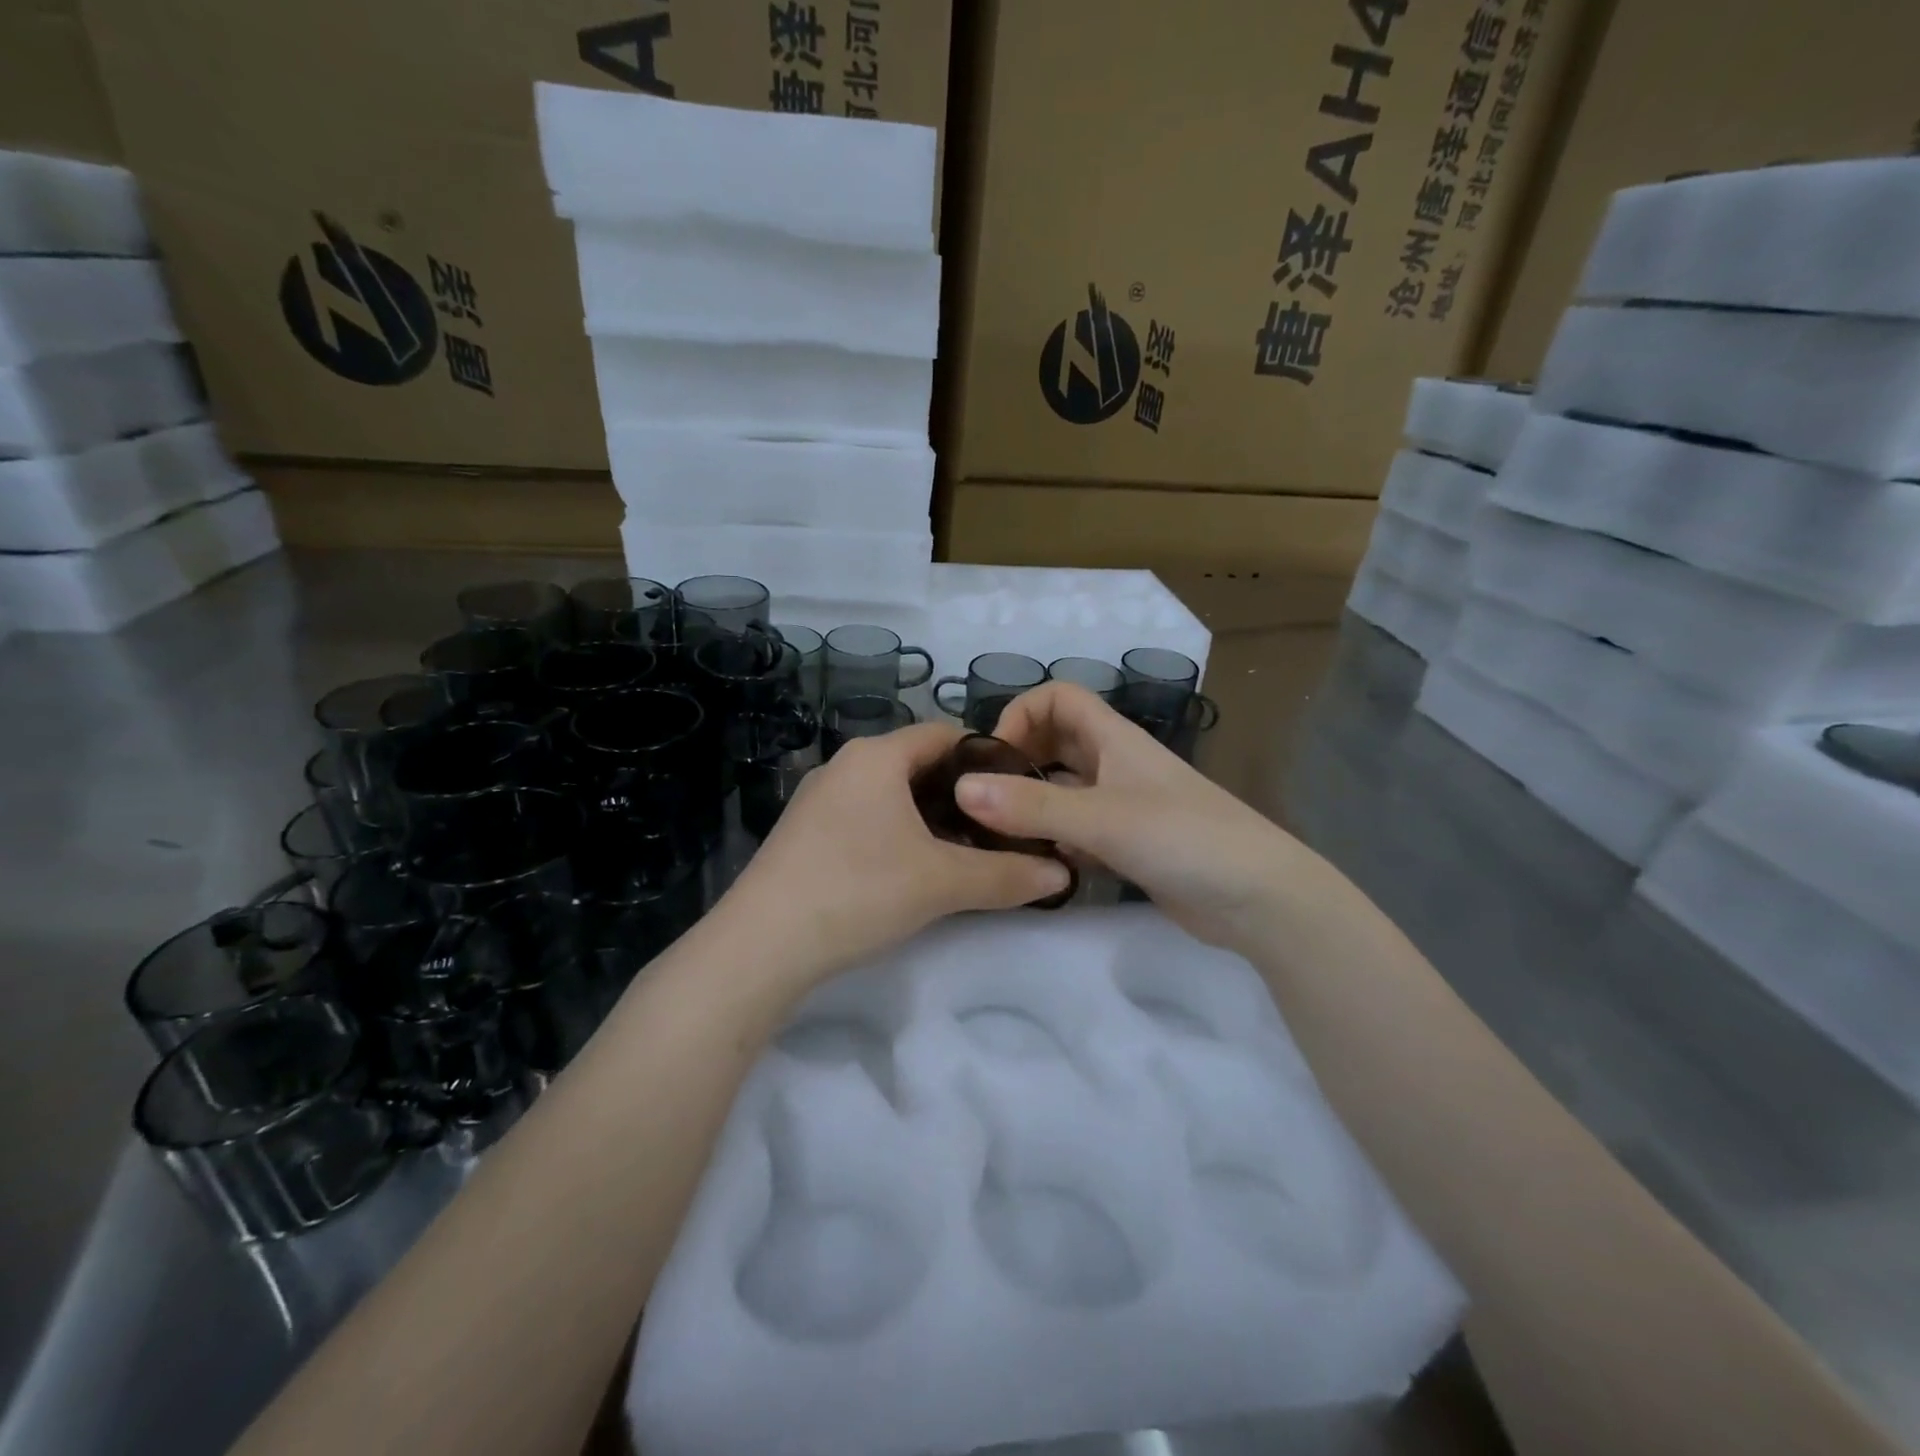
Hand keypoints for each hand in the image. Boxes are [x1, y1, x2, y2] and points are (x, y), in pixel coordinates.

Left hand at [714, 723, 1073, 990]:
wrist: (761, 945)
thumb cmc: (858, 891)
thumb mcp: (942, 883)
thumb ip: (1007, 875)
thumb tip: (1063, 873)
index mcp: (877, 756)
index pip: (946, 734)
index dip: (988, 758)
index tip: (1020, 792)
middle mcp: (846, 764)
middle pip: (919, 764)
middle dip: (962, 793)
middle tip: (1000, 828)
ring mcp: (820, 798)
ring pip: (892, 793)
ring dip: (930, 817)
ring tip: (965, 851)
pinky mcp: (806, 832)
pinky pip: (866, 816)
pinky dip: (898, 832)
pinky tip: (912, 869)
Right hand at [956, 683, 1297, 951]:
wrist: (1258, 898)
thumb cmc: (1185, 839)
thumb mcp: (1103, 818)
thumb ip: (1033, 806)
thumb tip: (962, 788)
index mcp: (1114, 739)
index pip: (1059, 697)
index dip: (1022, 713)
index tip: (994, 757)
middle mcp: (1115, 765)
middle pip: (1055, 743)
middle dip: (1018, 761)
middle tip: (983, 800)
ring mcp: (1122, 806)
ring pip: (1063, 791)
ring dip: (1031, 805)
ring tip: (995, 836)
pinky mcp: (1127, 845)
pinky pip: (1076, 831)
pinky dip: (1052, 841)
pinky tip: (1033, 866)